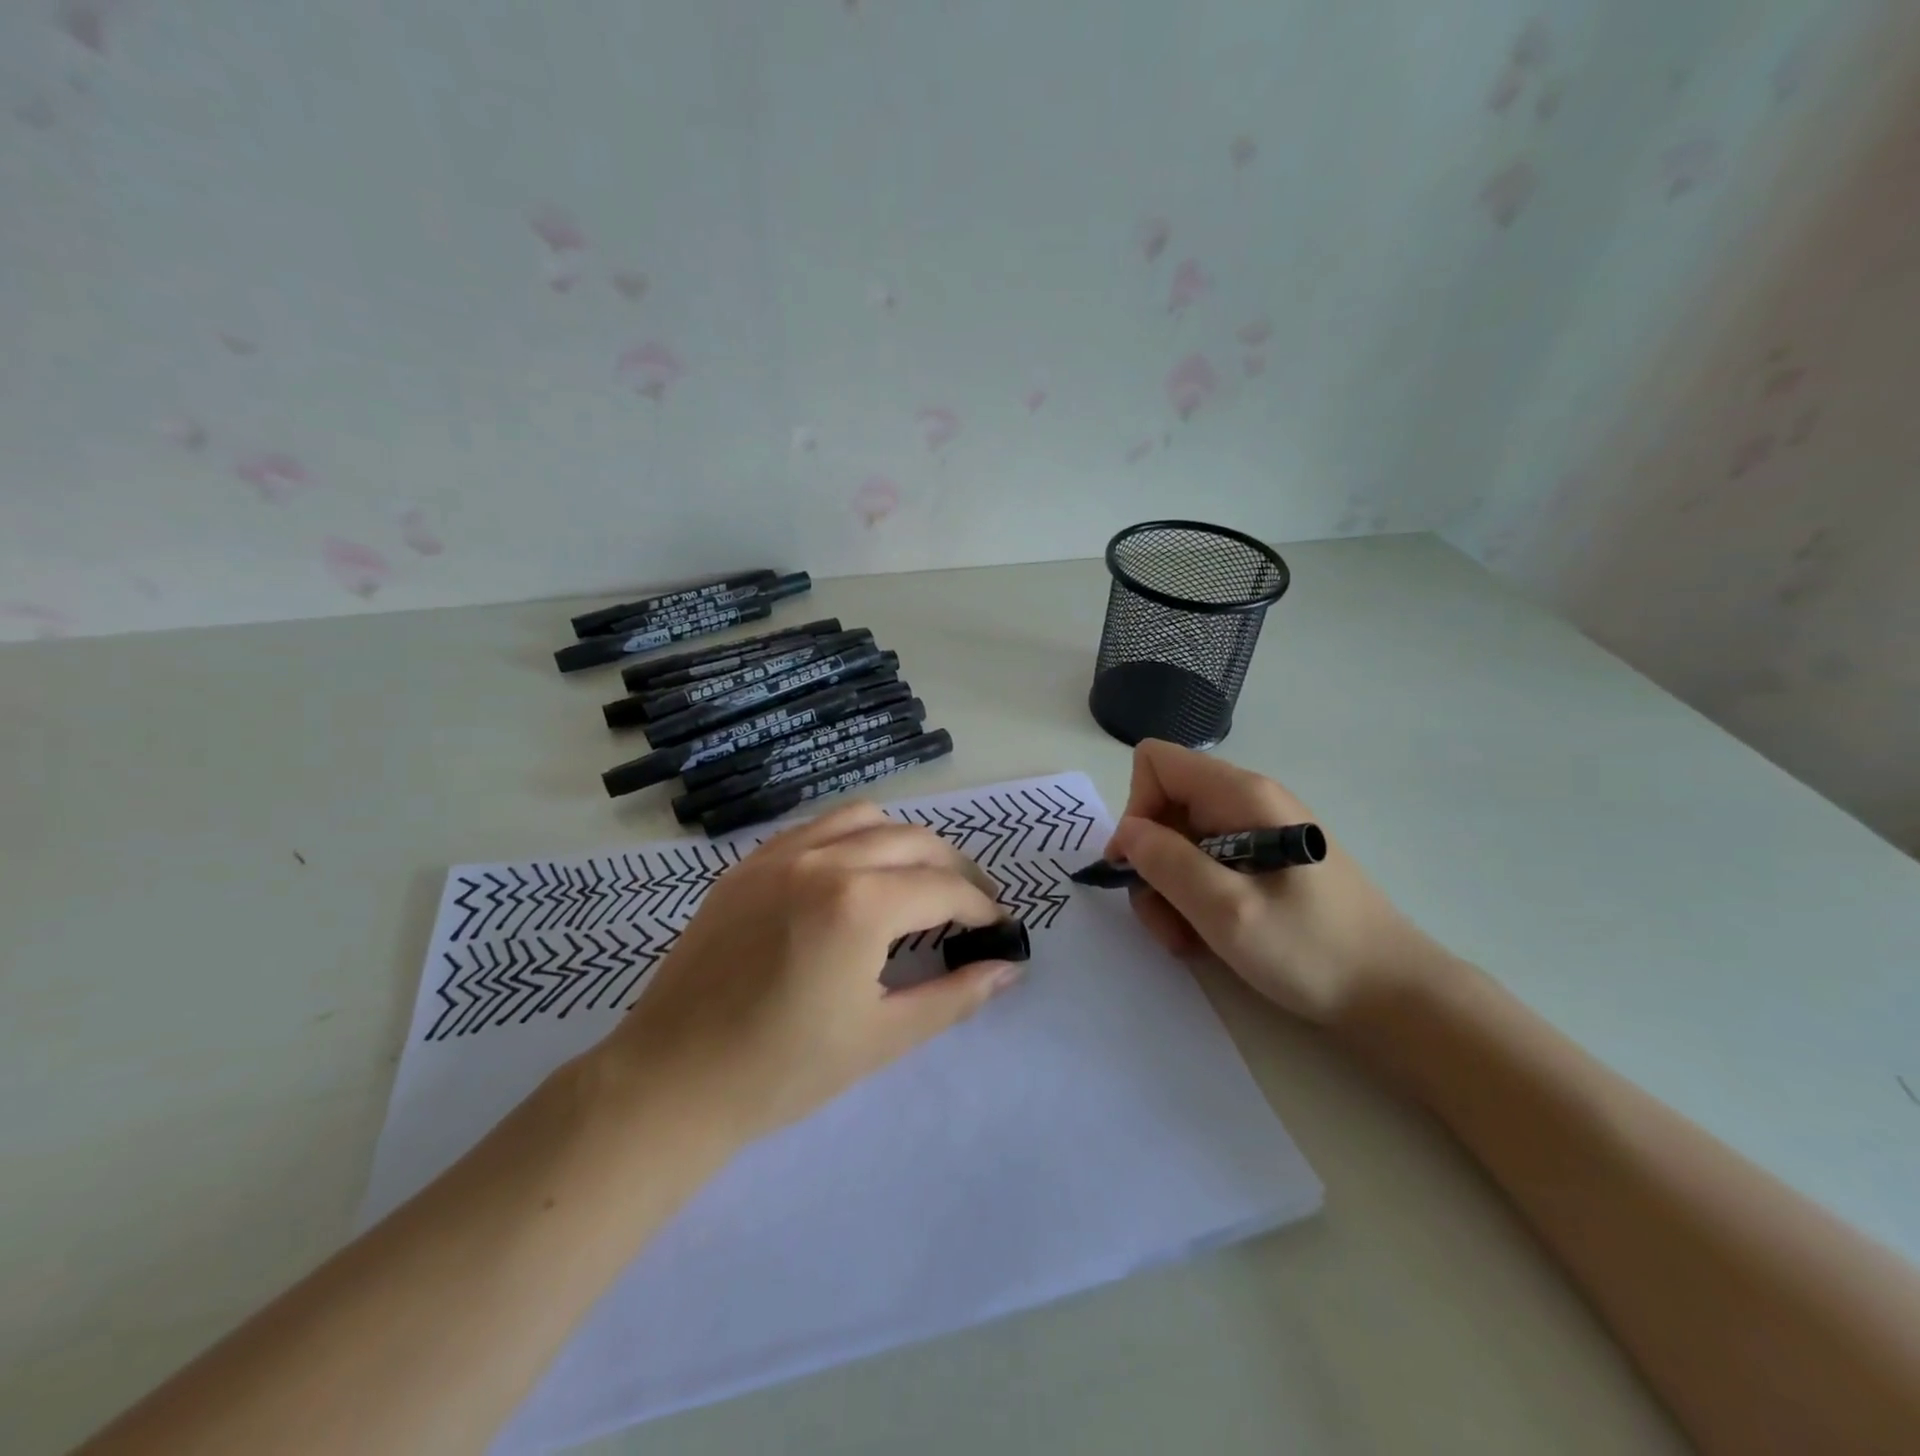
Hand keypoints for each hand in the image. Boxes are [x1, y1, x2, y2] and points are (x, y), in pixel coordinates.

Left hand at [600, 803, 1022, 1144]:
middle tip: (970, 905)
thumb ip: (954, 996)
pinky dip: (853, 838)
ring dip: (905, 842)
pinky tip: (855, 874)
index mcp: (860, 904)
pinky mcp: (749, 863)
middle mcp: (825, 860)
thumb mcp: (882, 1037)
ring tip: (917, 881)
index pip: (944, 888)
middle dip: (954, 868)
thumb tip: (1008, 968)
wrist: (672, 1080)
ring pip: (865, 818)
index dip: (981, 907)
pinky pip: (817, 827)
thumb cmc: (783, 1070)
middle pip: (914, 841)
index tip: (998, 928)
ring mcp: (781, 854)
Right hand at [1106, 739, 1446, 1025]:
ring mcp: (1256, 831)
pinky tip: (1209, 937)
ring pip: (1179, 842)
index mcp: (1241, 795)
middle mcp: (1246, 801)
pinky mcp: (1263, 862)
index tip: (1140, 865)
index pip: (1156, 763)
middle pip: (1164, 807)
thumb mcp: (1229, 912)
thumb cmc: (1314, 950)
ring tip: (1189, 938)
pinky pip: (1205, 865)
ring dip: (1169, 891)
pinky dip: (1192, 899)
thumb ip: (1168, 864)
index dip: (1136, 809)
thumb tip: (1127, 832)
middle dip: (1151, 863)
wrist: (1395, 994)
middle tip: (1168, 919)